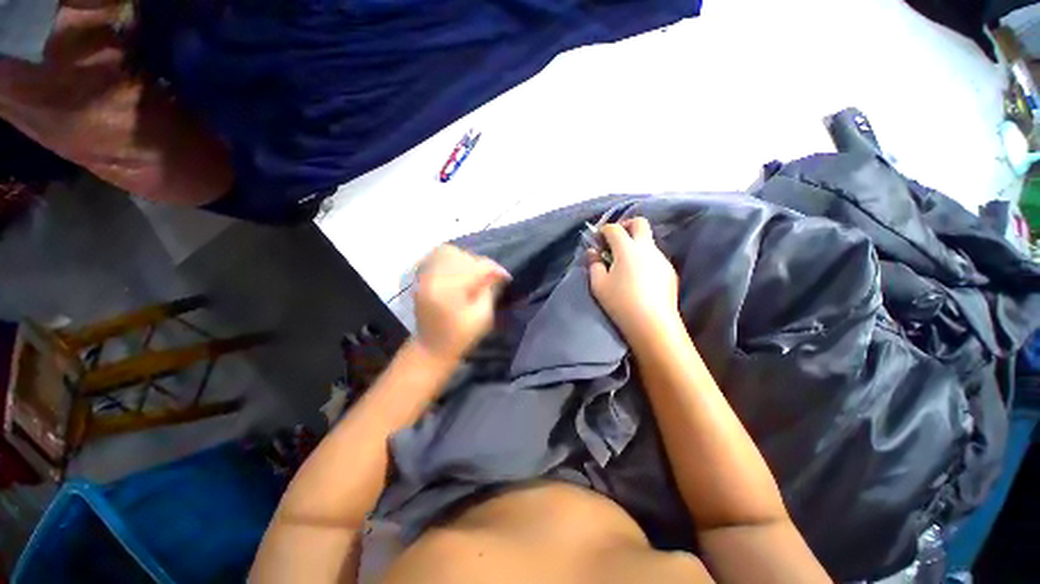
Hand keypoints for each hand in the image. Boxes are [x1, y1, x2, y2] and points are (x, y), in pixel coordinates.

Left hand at [414, 245, 510, 362]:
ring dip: (465, 258)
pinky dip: (450, 258)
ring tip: (473, 272)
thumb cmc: (460, 336)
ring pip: (447, 252)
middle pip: (462, 256)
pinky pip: (436, 256)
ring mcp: (425, 276)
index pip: (477, 268)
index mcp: (450, 290)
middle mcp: (434, 278)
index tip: (506, 277)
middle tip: (489, 276)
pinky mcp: (422, 277)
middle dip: (480, 263)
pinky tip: (458, 270)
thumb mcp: (482, 316)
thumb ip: (489, 290)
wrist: (432, 348)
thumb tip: (496, 273)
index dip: (495, 269)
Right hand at [588, 217, 680, 348]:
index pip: (614, 228)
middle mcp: (647, 248)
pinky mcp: (669, 271)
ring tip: (626, 264)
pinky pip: (655, 256)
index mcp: (627, 249)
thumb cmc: (620, 302)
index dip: (603, 230)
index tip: (598, 240)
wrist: (652, 323)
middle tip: (615, 240)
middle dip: (626, 225)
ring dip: (636, 244)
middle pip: (639, 223)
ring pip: (648, 241)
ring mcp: (661, 258)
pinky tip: (639, 277)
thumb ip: (594, 264)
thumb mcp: (598, 284)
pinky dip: (644, 258)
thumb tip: (593, 252)